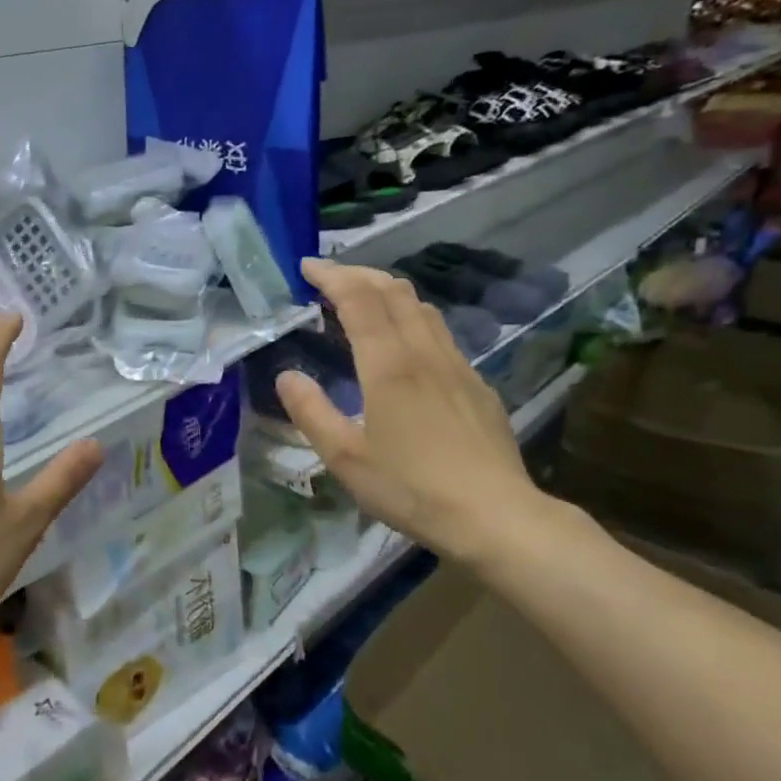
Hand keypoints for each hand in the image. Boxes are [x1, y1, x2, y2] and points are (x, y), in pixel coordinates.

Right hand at [277, 259, 548, 565]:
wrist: (494, 515)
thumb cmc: (411, 487)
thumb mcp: (345, 458)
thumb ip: (311, 412)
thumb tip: (286, 376)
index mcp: (389, 365)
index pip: (358, 300)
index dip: (331, 276)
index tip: (306, 266)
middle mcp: (425, 353)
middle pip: (393, 291)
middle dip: (358, 274)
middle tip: (328, 276)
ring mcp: (457, 365)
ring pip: (422, 308)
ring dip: (387, 291)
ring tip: (361, 298)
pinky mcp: (476, 384)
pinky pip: (439, 333)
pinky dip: (411, 317)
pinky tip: (404, 343)